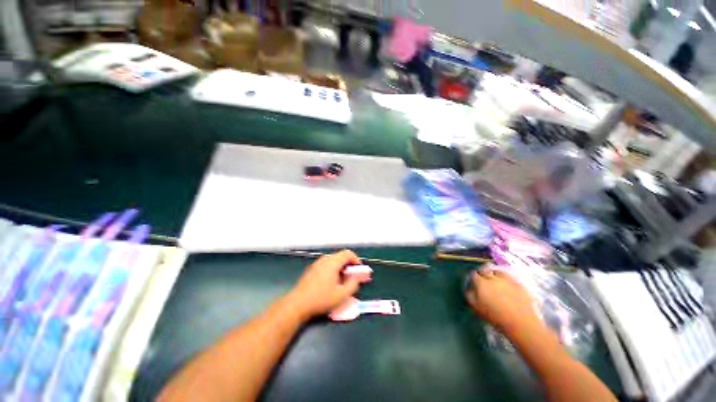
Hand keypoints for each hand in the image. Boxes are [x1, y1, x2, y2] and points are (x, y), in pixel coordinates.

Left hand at [287, 250, 362, 318]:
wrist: (297, 304)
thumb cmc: (321, 299)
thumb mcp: (341, 295)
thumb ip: (353, 284)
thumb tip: (358, 277)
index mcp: (332, 262)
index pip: (348, 253)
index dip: (356, 260)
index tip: (359, 271)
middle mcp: (325, 259)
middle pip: (341, 256)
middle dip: (349, 265)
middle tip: (352, 277)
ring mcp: (317, 263)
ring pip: (334, 260)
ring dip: (341, 268)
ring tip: (342, 281)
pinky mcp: (312, 269)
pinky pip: (326, 264)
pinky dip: (333, 269)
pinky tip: (331, 282)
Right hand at [465, 266, 543, 335]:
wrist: (521, 323)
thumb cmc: (495, 317)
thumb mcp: (476, 308)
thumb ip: (470, 296)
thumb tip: (469, 289)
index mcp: (481, 283)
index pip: (473, 274)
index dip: (473, 278)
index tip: (474, 284)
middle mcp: (492, 277)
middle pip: (484, 270)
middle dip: (483, 274)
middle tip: (484, 282)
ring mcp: (506, 279)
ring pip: (497, 272)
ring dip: (494, 275)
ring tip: (495, 282)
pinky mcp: (518, 283)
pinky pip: (509, 277)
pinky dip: (505, 279)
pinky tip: (507, 286)